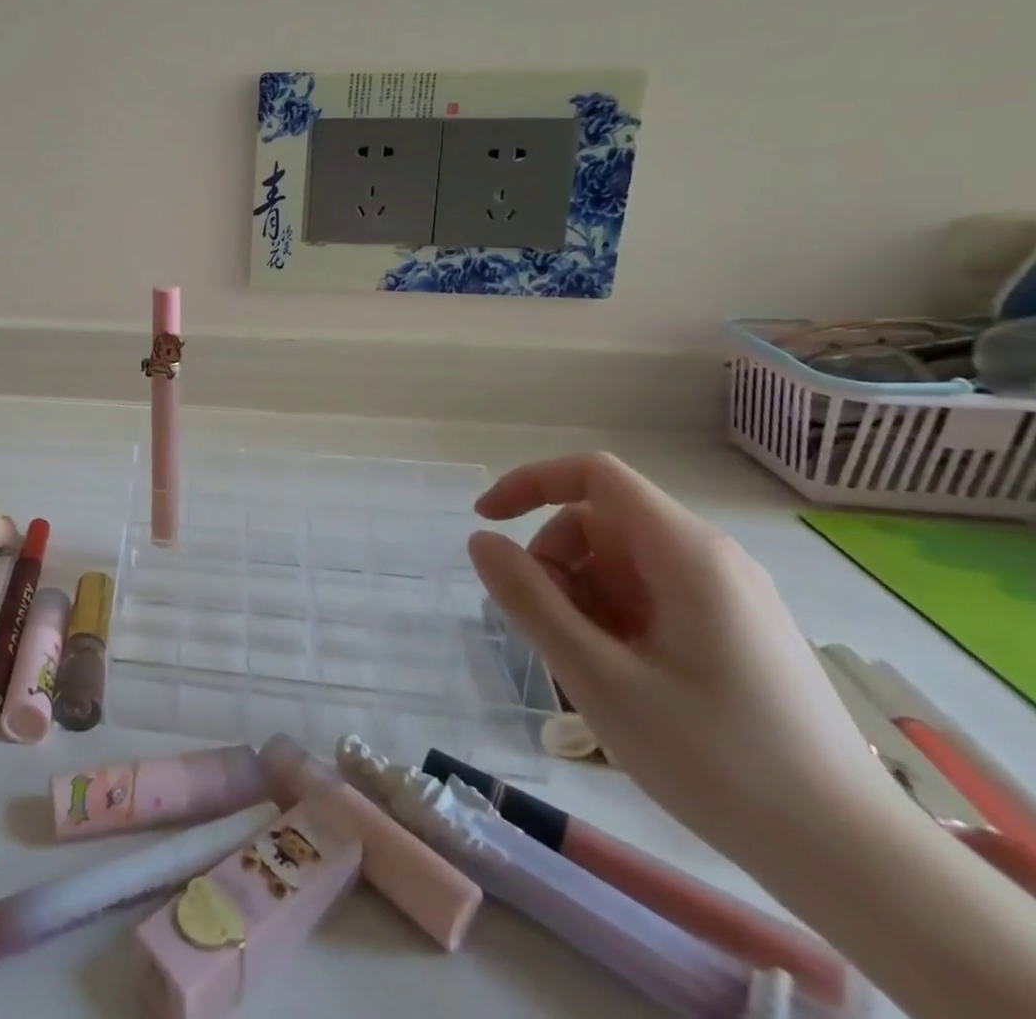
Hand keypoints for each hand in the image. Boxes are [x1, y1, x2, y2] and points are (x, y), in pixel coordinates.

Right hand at [466, 452, 892, 857]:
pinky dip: (613, 617)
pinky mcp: (735, 630)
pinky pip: (650, 595)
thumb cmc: (716, 759)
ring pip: (621, 562)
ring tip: (587, 665)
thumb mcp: (598, 677)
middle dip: (555, 561)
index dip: (530, 483)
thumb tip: (481, 540)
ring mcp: (729, 595)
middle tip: (546, 628)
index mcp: (685, 553)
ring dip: (580, 595)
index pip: (593, 474)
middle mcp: (711, 559)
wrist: (852, 859)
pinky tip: (619, 677)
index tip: (487, 523)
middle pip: (601, 521)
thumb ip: (529, 600)